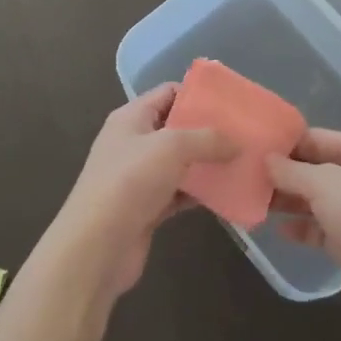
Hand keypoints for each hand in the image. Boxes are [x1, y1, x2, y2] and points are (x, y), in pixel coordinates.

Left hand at [51, 84, 235, 302]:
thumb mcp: (171, 147)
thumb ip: (207, 138)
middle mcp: (134, 143)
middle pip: (177, 128)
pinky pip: (180, 192)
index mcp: (131, 118)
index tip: (232, 102)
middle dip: (209, 130)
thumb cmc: (130, 182)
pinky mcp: (147, 208)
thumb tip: (237, 142)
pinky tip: (228, 193)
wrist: (96, 247)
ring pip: (181, 162)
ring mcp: (140, 177)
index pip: (168, 93)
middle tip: (244, 133)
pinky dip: (201, 192)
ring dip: (208, 163)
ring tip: (244, 160)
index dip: (198, 94)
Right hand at [266, 129, 340, 340]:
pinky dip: (303, 228)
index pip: (320, 138)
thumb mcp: (323, 184)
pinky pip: (323, 229)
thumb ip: (291, 170)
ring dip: (290, 201)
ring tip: (255, 201)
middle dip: (286, 174)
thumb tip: (266, 159)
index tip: (255, 147)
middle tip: (248, 176)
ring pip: (319, 200)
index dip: (288, 142)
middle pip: (319, 169)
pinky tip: (278, 230)